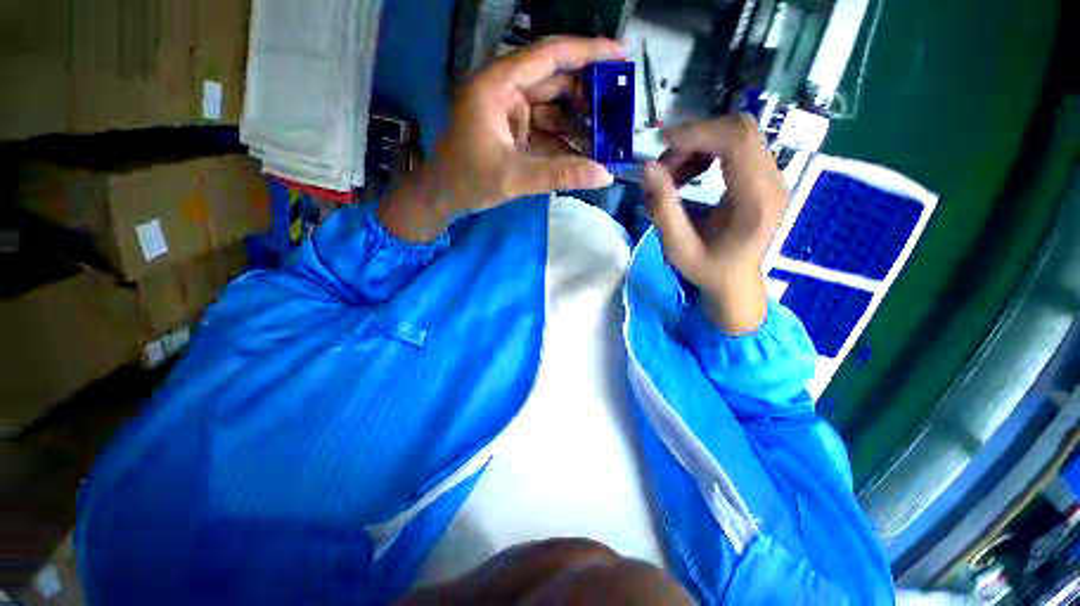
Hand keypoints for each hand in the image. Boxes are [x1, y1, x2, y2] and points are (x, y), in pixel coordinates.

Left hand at [379, 37, 624, 241]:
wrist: (442, 196)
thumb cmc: (468, 181)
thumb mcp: (514, 178)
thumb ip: (560, 175)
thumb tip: (605, 175)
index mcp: (497, 86)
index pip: (548, 56)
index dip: (587, 53)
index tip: (621, 55)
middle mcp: (505, 91)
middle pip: (555, 82)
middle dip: (588, 97)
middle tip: (619, 113)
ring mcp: (510, 112)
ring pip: (553, 109)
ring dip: (579, 124)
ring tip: (608, 139)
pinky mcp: (514, 131)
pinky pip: (546, 130)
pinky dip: (565, 141)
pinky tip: (585, 153)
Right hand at [641, 115, 789, 333]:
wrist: (736, 282)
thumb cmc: (707, 269)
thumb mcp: (677, 247)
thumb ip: (662, 208)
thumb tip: (648, 167)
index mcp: (756, 201)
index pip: (737, 140)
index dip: (697, 133)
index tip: (661, 143)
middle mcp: (773, 182)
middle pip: (740, 129)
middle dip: (696, 137)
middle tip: (666, 164)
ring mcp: (774, 177)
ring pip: (739, 134)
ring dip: (700, 144)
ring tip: (675, 173)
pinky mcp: (766, 177)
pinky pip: (740, 146)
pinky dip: (709, 151)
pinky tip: (691, 172)